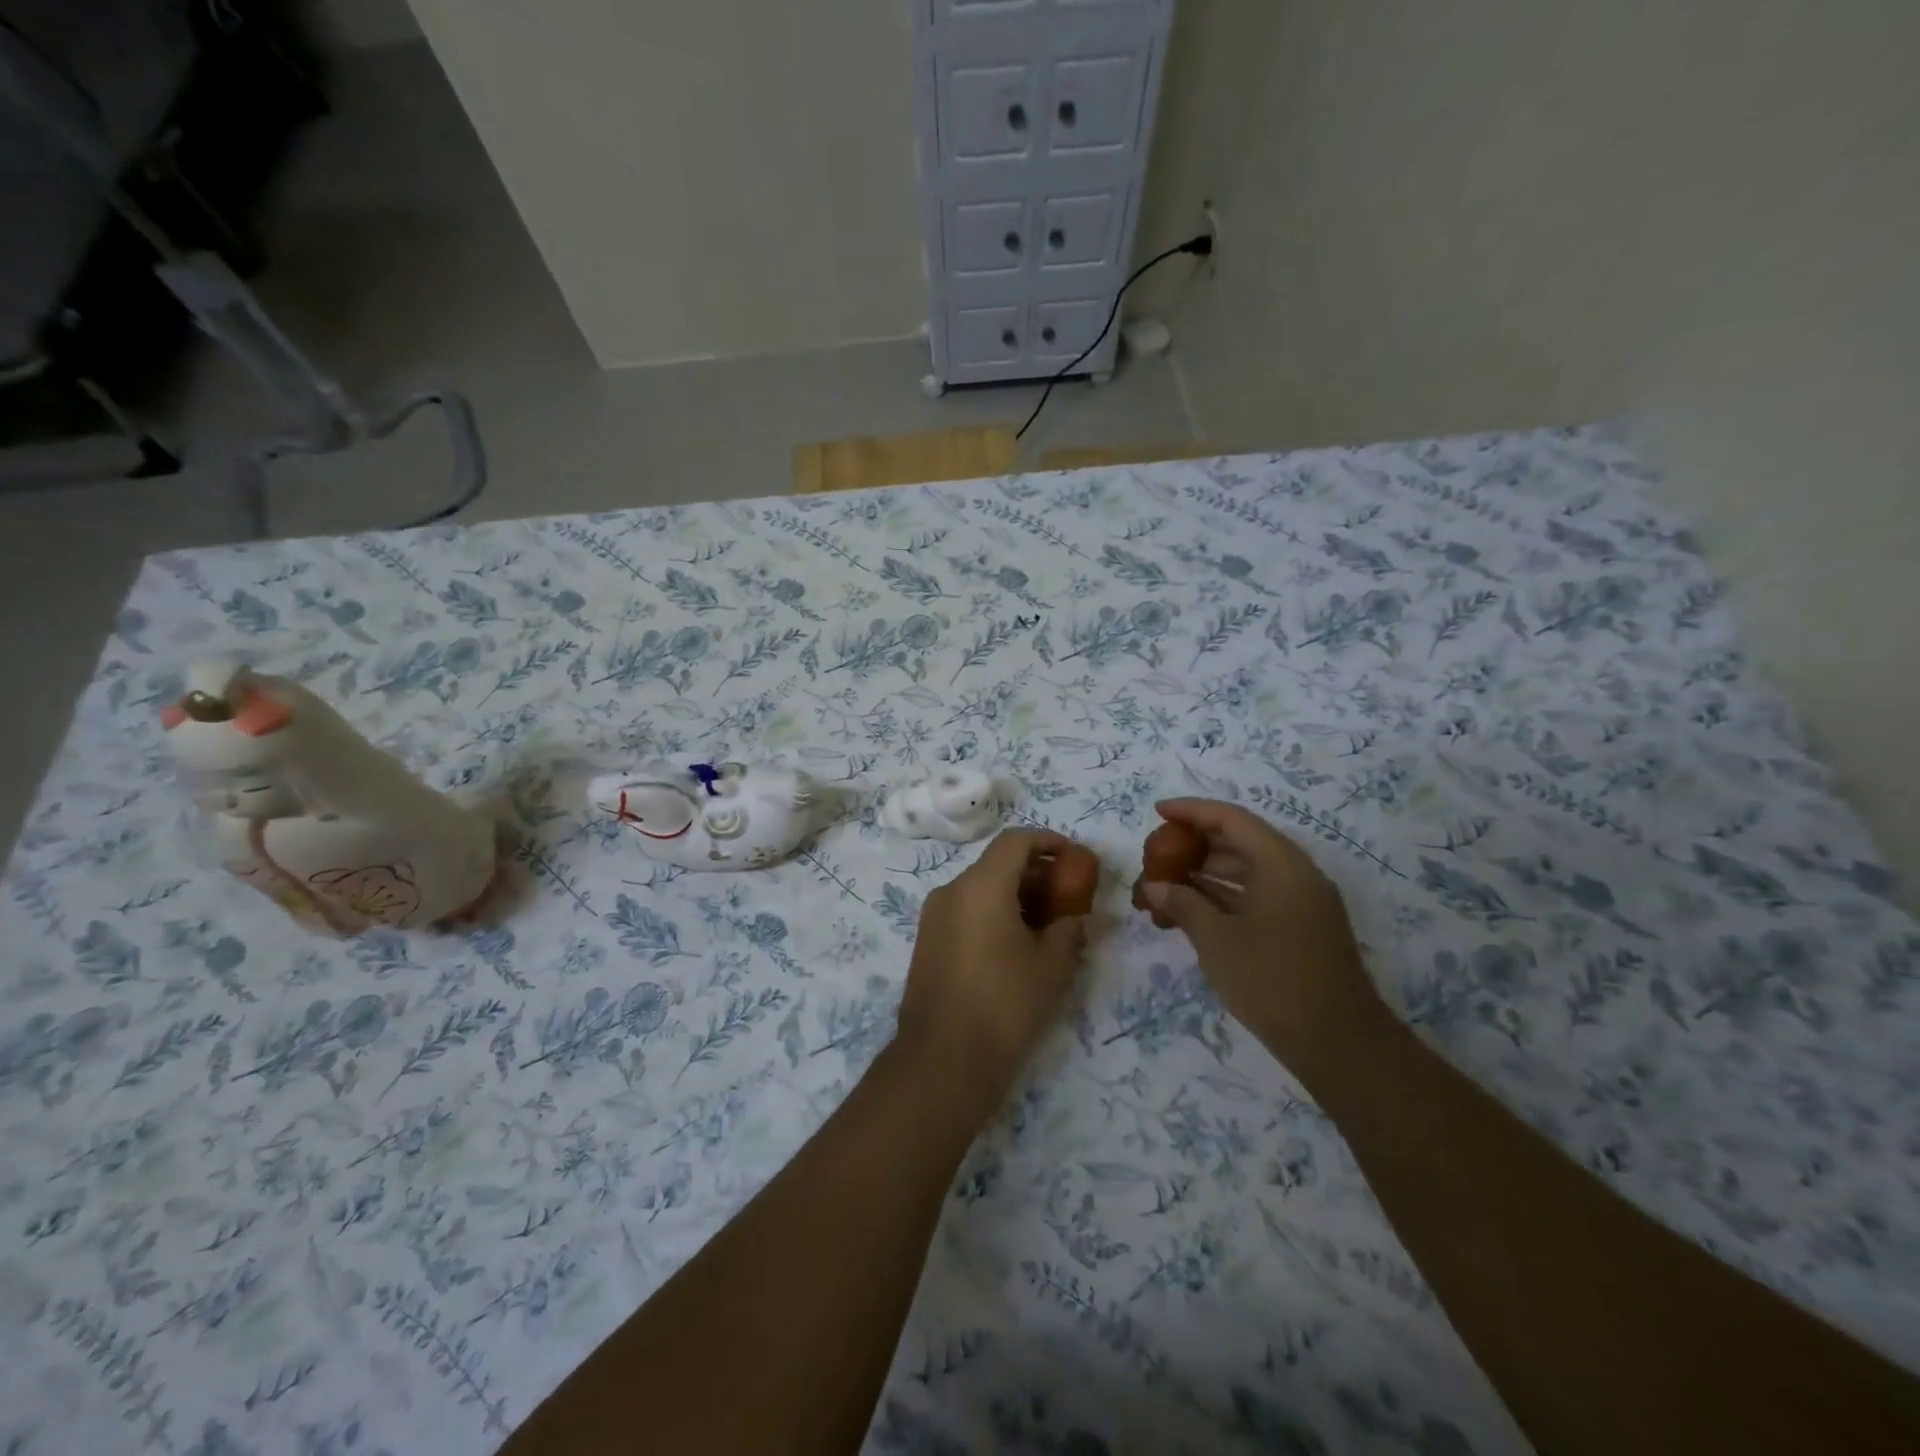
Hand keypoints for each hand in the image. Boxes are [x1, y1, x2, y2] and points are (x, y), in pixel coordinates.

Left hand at [895, 829, 1089, 1113]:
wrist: (942, 1061)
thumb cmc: (1005, 1005)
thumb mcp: (1052, 966)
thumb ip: (1069, 929)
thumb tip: (1076, 918)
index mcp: (981, 886)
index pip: (1015, 841)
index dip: (1048, 841)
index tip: (1074, 857)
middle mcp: (951, 890)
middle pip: (998, 864)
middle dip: (1035, 873)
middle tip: (1067, 897)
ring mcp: (934, 916)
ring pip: (981, 888)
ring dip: (1015, 895)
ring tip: (1047, 926)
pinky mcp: (927, 941)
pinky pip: (966, 910)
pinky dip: (993, 912)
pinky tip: (1016, 945)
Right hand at [1137, 799, 1390, 1081]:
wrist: (1338, 1045)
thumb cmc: (1273, 981)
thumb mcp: (1217, 940)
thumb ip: (1183, 904)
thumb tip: (1153, 887)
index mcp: (1282, 865)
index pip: (1232, 820)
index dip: (1192, 811)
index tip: (1157, 812)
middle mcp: (1295, 875)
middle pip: (1238, 844)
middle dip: (1193, 847)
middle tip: (1155, 856)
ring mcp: (1299, 904)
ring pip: (1244, 873)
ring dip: (1203, 876)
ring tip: (1161, 887)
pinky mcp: (1297, 930)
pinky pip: (1253, 899)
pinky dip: (1220, 900)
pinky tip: (1187, 913)